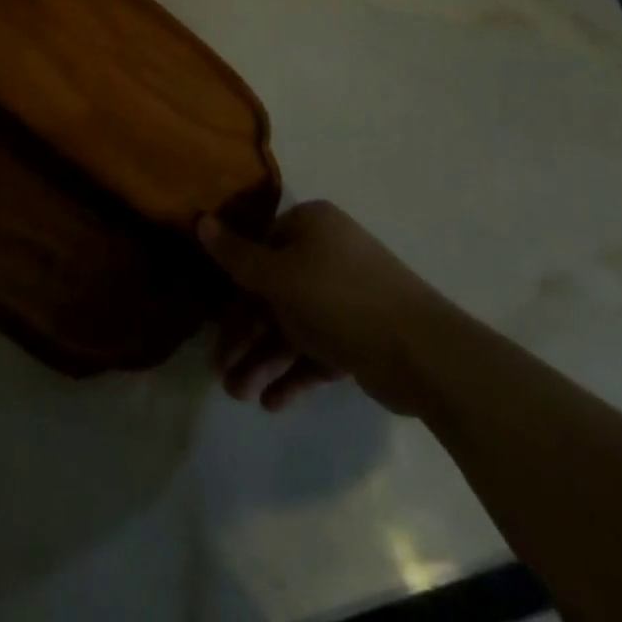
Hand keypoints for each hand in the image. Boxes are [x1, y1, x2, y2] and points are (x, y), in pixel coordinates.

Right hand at [197, 200, 437, 412]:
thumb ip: (236, 256)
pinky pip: (316, 351)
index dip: (233, 285)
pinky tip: (271, 402)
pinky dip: (293, 373)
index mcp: (310, 226)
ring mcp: (344, 297)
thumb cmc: (339, 297)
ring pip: (292, 326)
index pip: (260, 248)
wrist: (421, 351)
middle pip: (272, 292)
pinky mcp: (358, 336)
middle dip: (245, 335)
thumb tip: (200, 220)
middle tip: (220, 372)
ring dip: (263, 359)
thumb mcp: (278, 275)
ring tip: (240, 395)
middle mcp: (326, 254)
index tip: (212, 320)